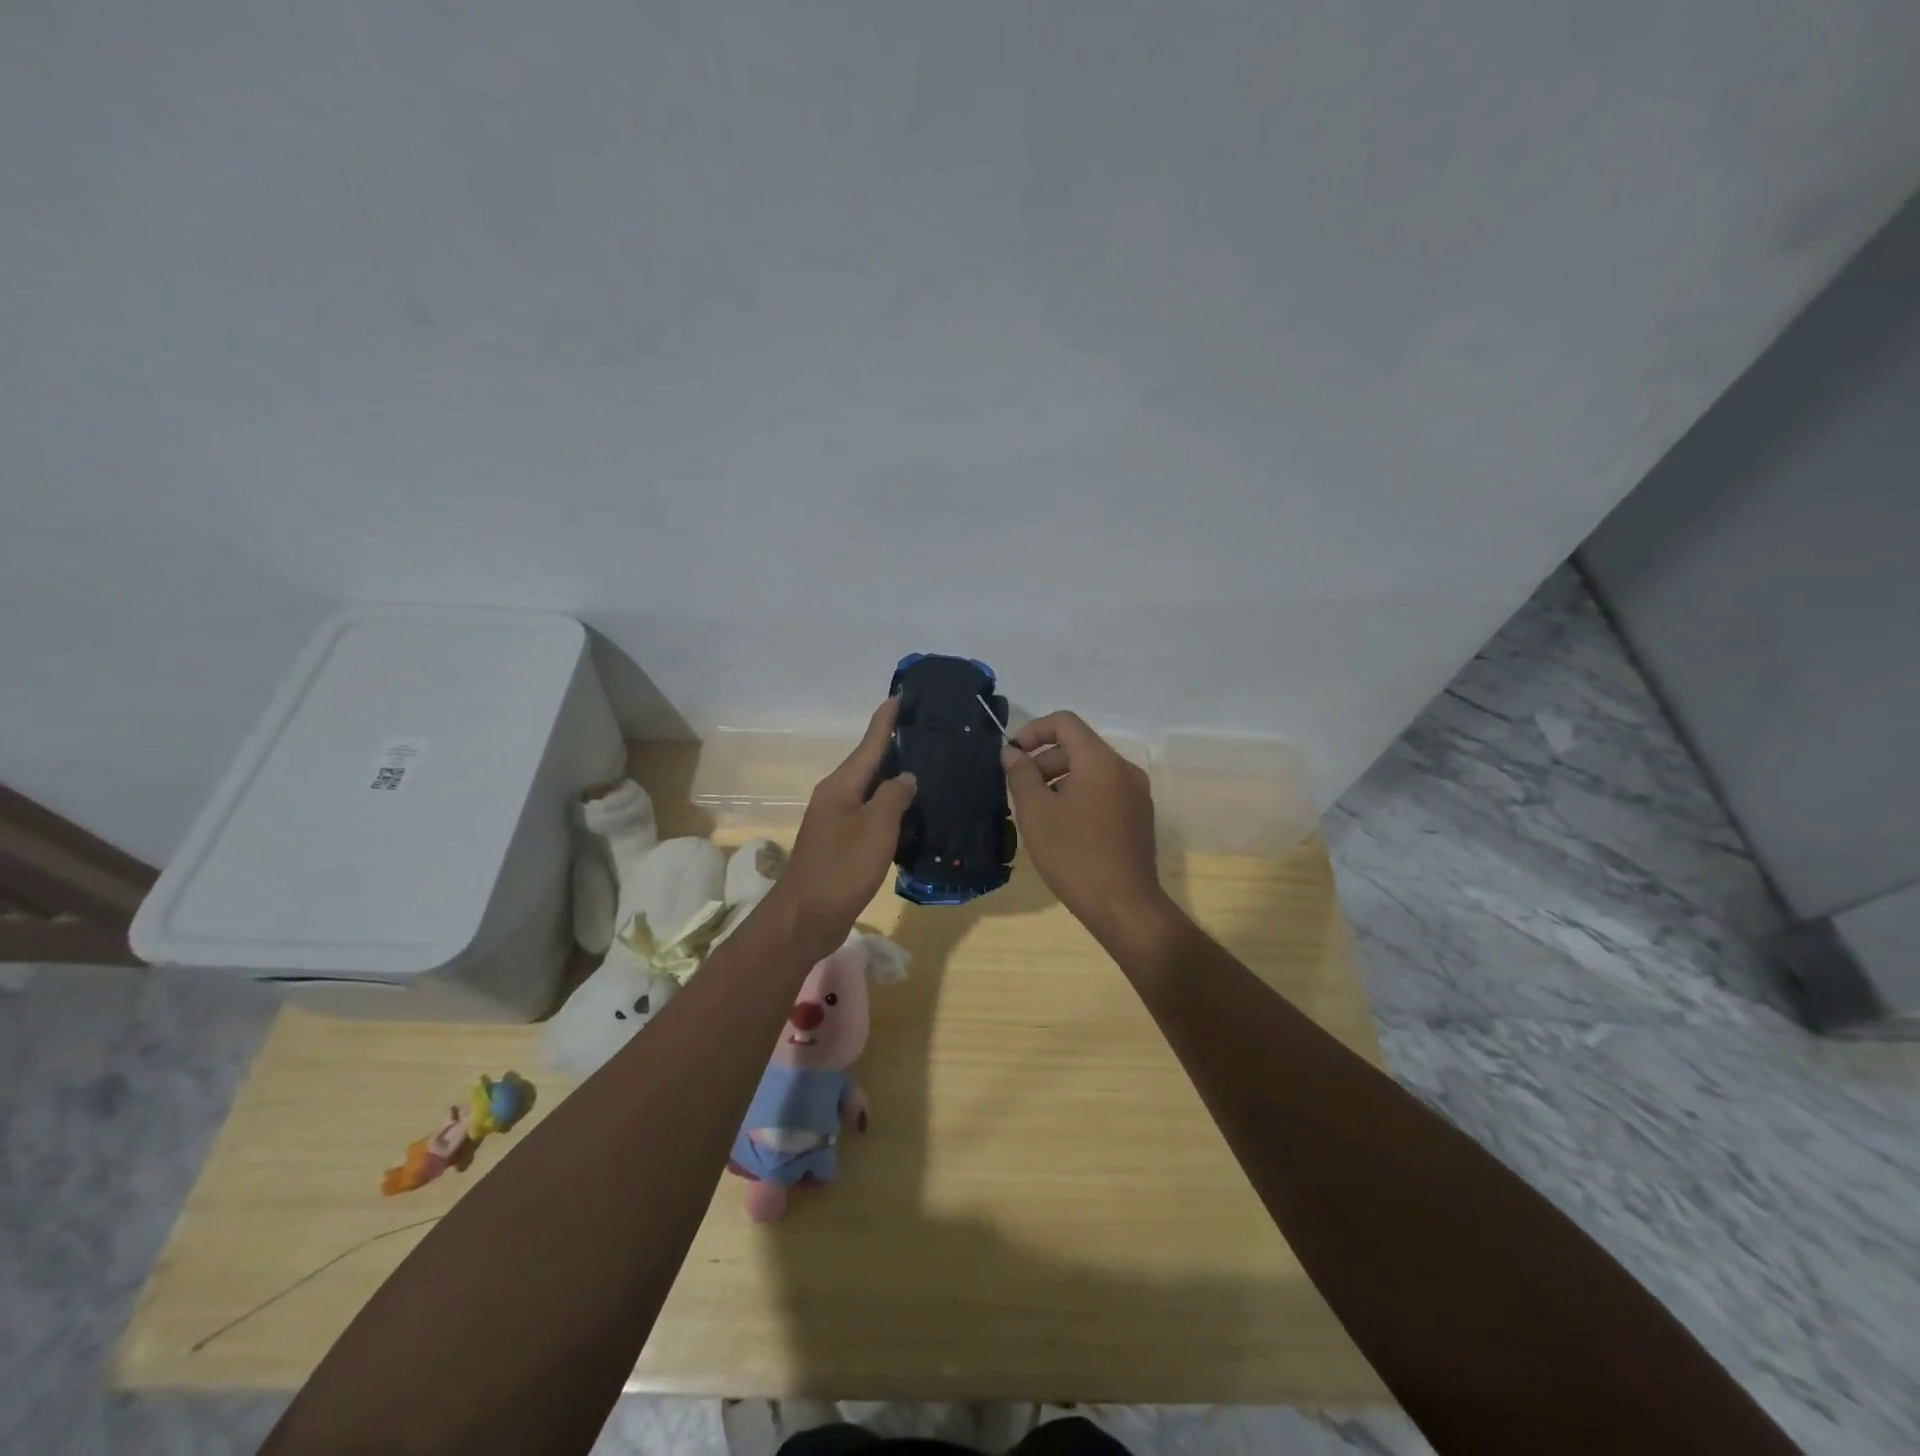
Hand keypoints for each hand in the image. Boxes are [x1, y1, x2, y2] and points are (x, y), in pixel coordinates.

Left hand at [767, 698, 916, 958]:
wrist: (806, 917)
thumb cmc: (842, 867)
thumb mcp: (876, 827)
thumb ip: (894, 796)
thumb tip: (906, 776)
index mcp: (841, 785)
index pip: (869, 743)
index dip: (886, 719)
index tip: (902, 695)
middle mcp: (836, 796)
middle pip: (869, 763)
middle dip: (895, 745)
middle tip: (928, 731)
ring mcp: (837, 821)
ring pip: (871, 790)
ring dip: (895, 777)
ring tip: (927, 767)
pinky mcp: (843, 844)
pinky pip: (872, 815)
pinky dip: (891, 807)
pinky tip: (912, 812)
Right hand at [1002, 711, 1172, 945]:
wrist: (1123, 905)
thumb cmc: (1074, 854)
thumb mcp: (1036, 812)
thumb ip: (1021, 774)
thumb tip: (1012, 753)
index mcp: (1101, 760)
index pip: (1065, 722)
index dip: (1033, 731)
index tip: (1012, 756)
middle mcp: (1124, 769)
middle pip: (1078, 747)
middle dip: (1044, 760)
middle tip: (1020, 790)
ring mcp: (1136, 794)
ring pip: (1091, 771)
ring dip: (1060, 780)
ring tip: (1038, 812)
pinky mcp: (1139, 817)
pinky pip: (1105, 791)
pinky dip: (1080, 795)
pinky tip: (1063, 828)